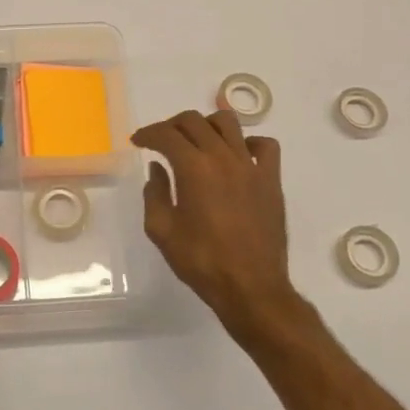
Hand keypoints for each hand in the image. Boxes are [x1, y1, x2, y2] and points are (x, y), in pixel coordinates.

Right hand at [133, 109, 298, 341]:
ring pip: (228, 124)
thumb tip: (157, 169)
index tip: (138, 141)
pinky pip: (264, 146)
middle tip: (161, 141)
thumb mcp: (161, 230)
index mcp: (194, 168)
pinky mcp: (271, 180)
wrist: (251, 288)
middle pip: (194, 121)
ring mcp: (251, 166)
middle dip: (171, 125)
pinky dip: (248, 142)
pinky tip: (237, 156)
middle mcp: (223, 157)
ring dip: (206, 125)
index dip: (148, 134)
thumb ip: (155, 193)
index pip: (166, 135)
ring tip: (197, 141)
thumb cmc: (201, 261)